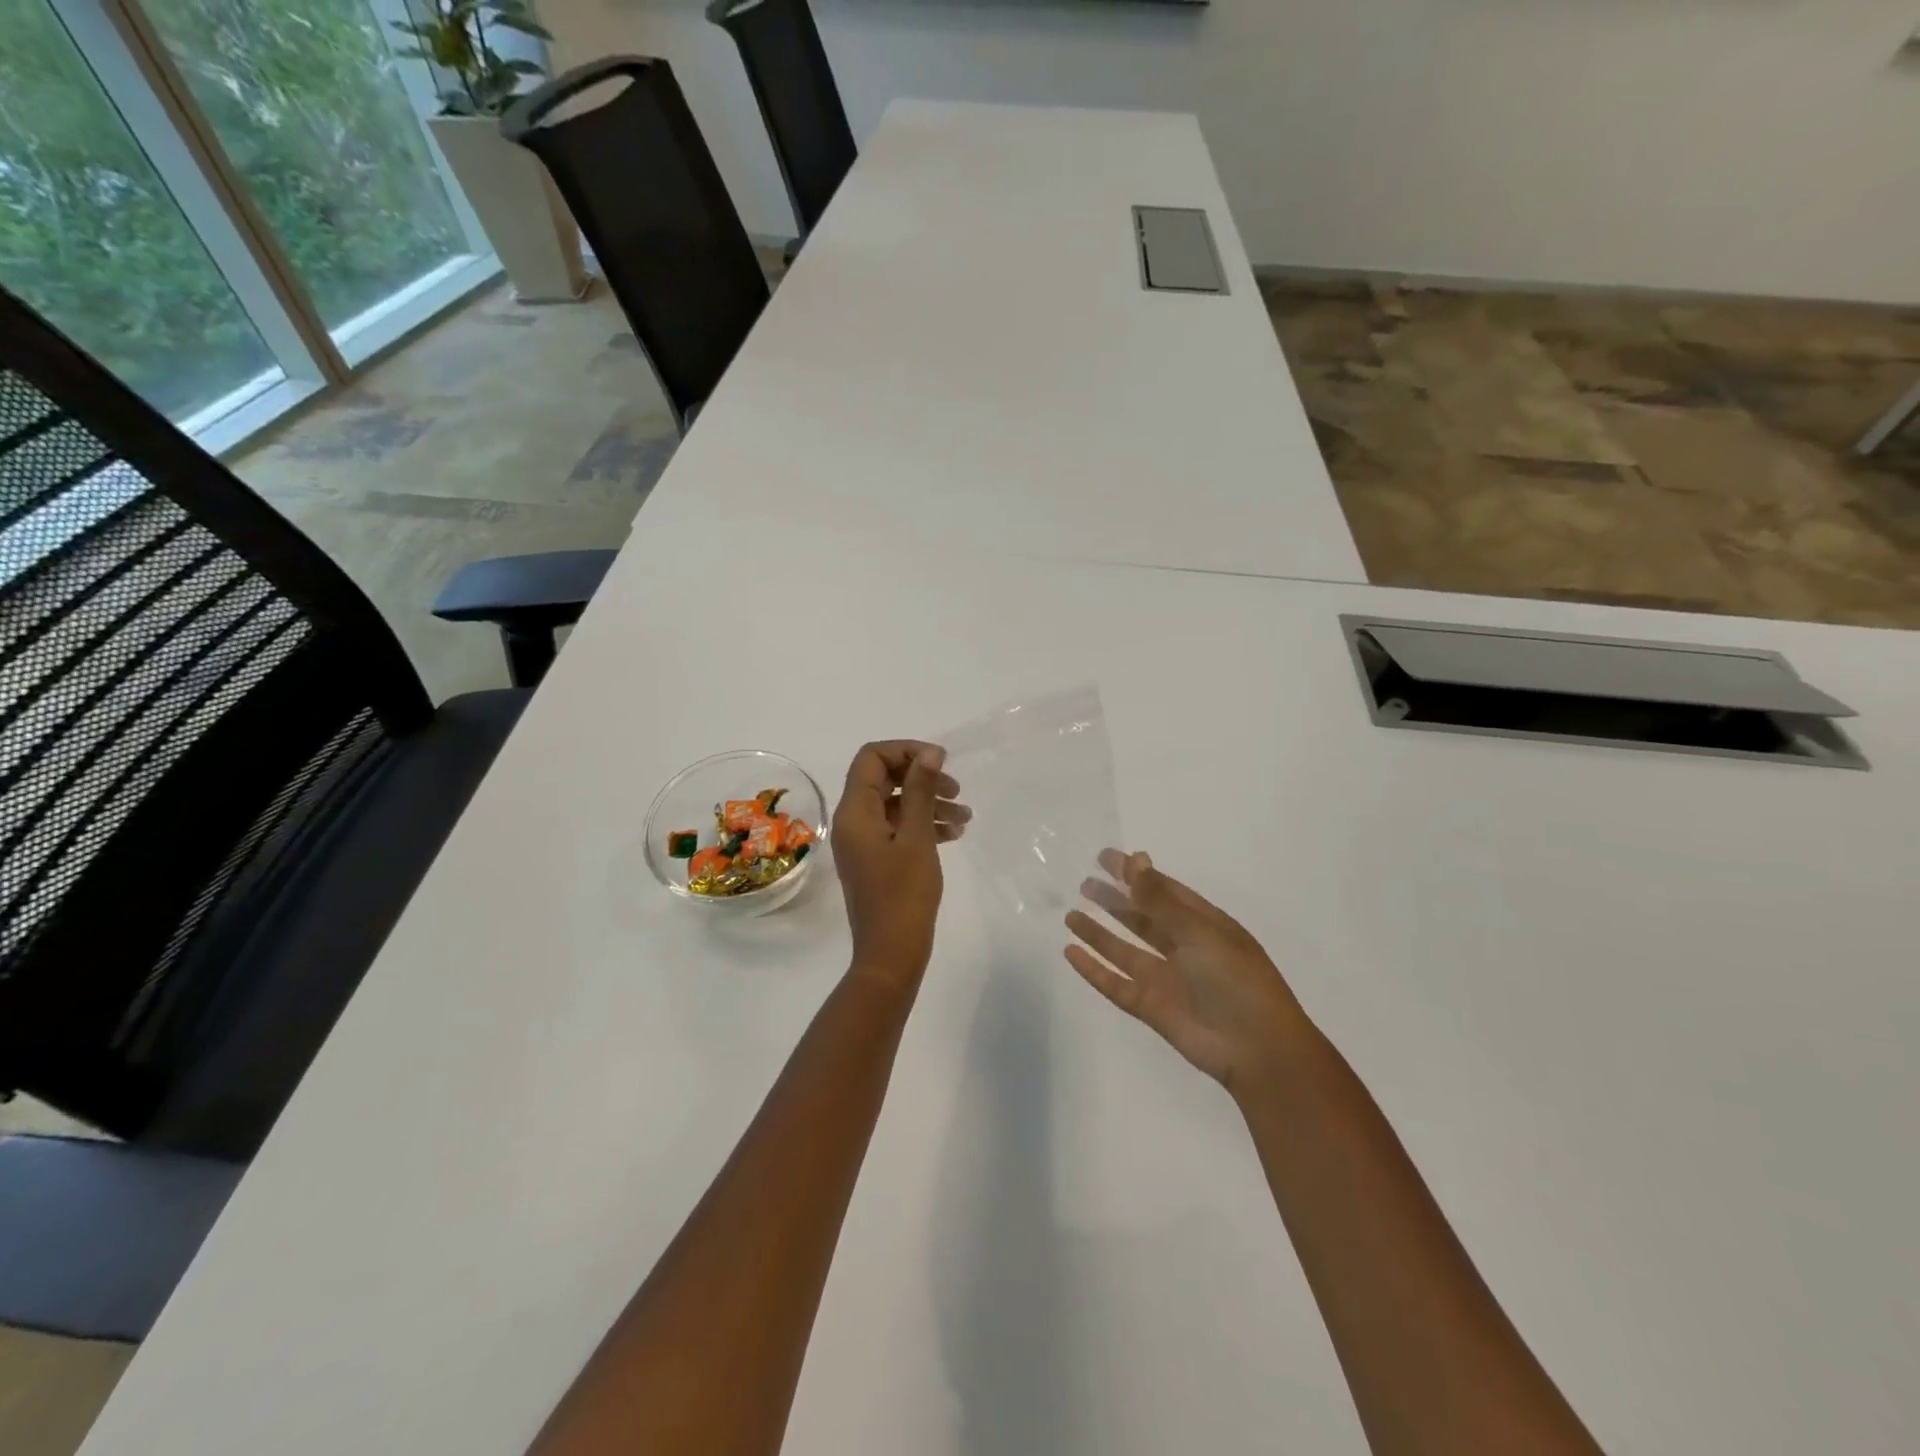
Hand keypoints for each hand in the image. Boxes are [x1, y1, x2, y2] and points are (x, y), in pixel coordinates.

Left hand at [832, 741, 969, 988]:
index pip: (871, 757)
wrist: (891, 954)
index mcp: (855, 811)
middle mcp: (854, 821)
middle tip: (956, 789)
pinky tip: (954, 834)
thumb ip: (921, 791)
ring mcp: (864, 842)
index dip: (906, 750)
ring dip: (929, 803)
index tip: (940, 761)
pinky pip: (899, 828)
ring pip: (896, 804)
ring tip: (965, 816)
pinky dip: (924, 825)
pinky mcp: (877, 859)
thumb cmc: (904, 894)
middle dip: (922, 777)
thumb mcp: (916, 837)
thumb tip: (929, 752)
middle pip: (884, 778)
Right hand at [1064, 850, 1308, 1093]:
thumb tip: (1136, 858)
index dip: (1135, 874)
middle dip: (1115, 901)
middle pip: (1142, 919)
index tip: (1104, 858)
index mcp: (1204, 925)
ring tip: (1070, 915)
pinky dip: (1093, 970)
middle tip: (1084, 885)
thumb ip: (1160, 899)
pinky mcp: (1152, 1008)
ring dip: (1099, 933)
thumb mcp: (1199, 932)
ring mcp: (1167, 979)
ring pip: (1125, 950)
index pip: (1164, 891)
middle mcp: (1184, 948)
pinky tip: (1071, 953)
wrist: (1257, 1049)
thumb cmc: (1235, 980)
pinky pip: (1116, 984)